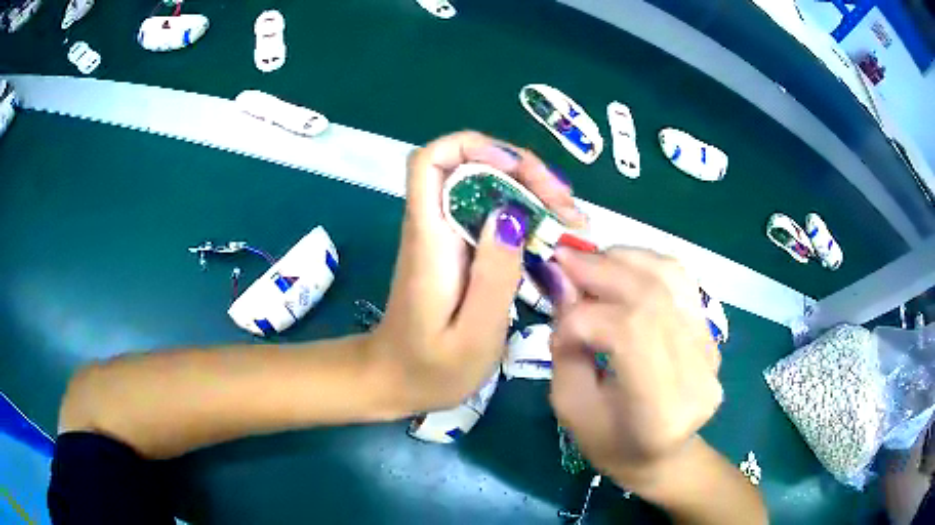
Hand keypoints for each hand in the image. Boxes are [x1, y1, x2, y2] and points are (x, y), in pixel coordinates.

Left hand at [372, 131, 584, 413]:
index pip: (431, 161)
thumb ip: (493, 277)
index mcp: (429, 240)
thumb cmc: (429, 368)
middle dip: (522, 171)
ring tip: (571, 220)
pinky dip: (525, 215)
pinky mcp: (459, 250)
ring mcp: (446, 236)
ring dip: (531, 191)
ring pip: (487, 187)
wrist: (394, 381)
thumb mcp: (472, 335)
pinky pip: (492, 214)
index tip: (517, 169)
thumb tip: (511, 213)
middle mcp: (434, 226)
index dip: (473, 146)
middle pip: (471, 165)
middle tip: (566, 206)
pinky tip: (553, 235)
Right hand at [548, 247, 722, 488]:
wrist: (665, 455)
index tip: (557, 314)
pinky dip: (645, 263)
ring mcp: (711, 348)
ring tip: (590, 260)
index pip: (629, 333)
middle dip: (601, 269)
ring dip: (624, 258)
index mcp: (660, 409)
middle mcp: (696, 373)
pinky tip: (620, 266)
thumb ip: (566, 346)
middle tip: (563, 256)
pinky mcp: (712, 332)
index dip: (584, 314)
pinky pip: (681, 280)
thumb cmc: (610, 444)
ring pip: (671, 277)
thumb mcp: (571, 407)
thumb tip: (564, 285)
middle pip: (652, 297)